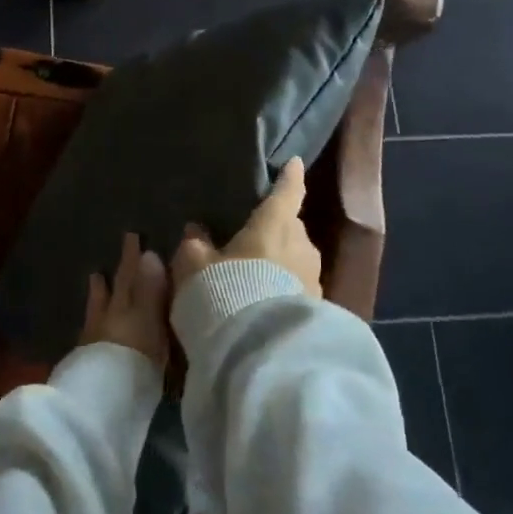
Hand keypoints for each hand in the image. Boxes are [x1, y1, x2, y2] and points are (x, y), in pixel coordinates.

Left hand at [79, 233, 172, 370]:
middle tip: (120, 248)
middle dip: (121, 269)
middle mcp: (109, 317)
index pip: (133, 276)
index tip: (134, 236)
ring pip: (98, 306)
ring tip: (96, 274)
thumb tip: (151, 254)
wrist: (102, 400)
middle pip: (116, 288)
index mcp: (128, 305)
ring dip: (100, 291)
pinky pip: (90, 330)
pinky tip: (89, 322)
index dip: (134, 257)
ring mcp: (95, 338)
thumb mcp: (150, 321)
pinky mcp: (88, 361)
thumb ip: (150, 289)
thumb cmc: (136, 358)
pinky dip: (92, 320)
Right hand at [170, 157, 323, 300]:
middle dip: (274, 230)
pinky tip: (263, 304)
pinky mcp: (318, 309)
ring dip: (278, 263)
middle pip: (290, 228)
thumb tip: (196, 230)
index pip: (287, 191)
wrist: (261, 349)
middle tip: (250, 239)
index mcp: (275, 223)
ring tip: (253, 277)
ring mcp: (314, 278)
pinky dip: (282, 290)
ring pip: (295, 259)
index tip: (294, 163)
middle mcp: (302, 244)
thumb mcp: (194, 265)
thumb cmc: (225, 290)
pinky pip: (297, 289)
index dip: (289, 177)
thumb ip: (195, 243)